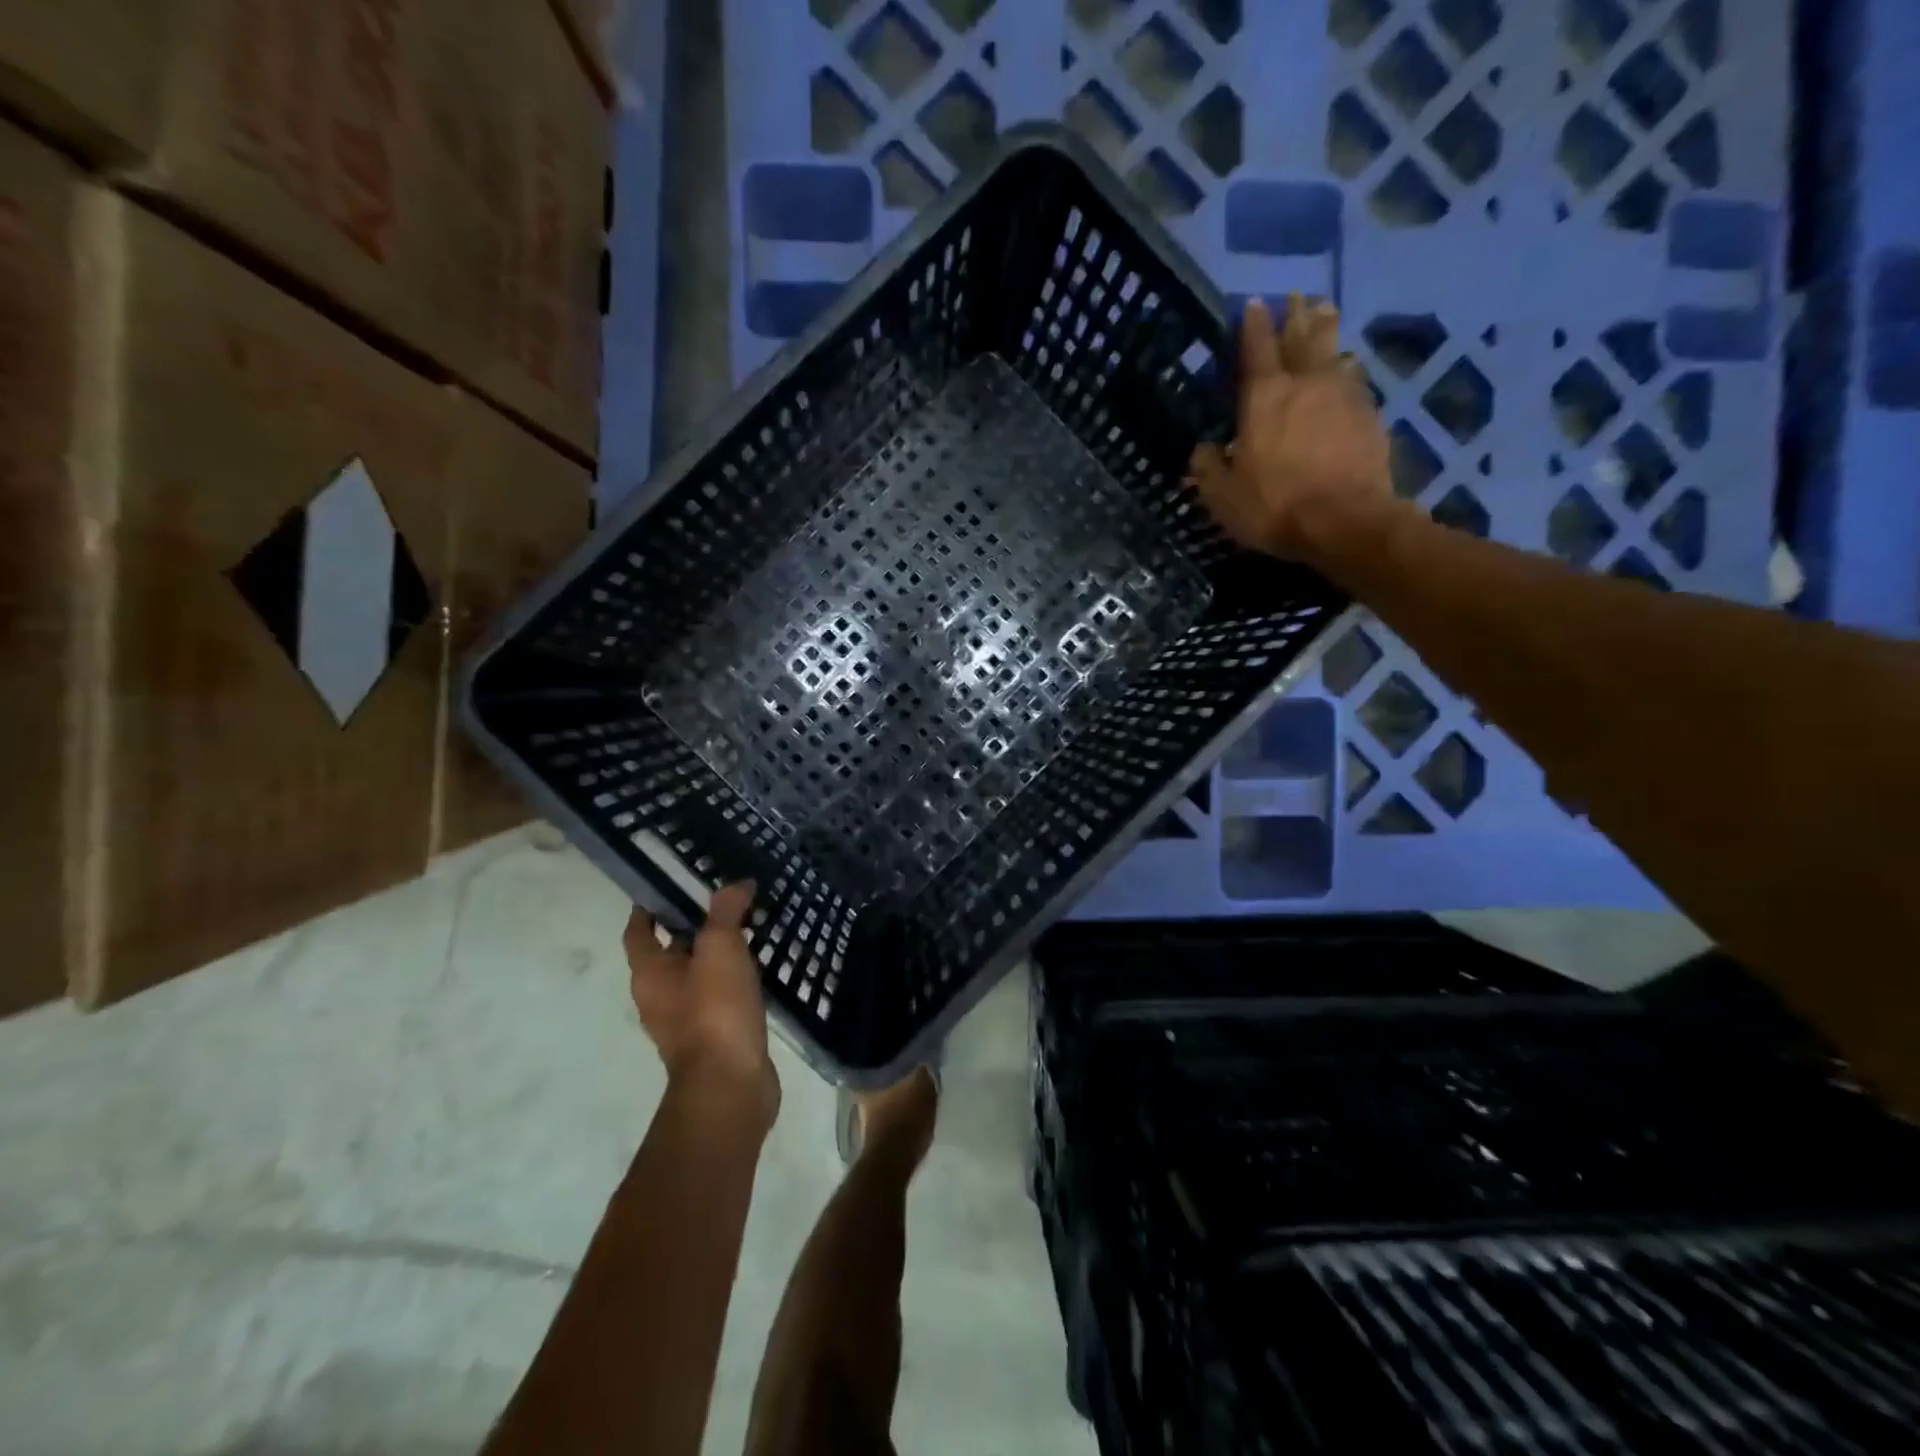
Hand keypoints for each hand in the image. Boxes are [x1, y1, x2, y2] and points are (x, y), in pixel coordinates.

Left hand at [626, 883, 778, 1122]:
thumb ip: (726, 912)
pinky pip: (719, 996)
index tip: (674, 882)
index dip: (650, 905)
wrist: (730, 1085)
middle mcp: (659, 996)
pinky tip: (759, 968)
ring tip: (748, 928)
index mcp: (649, 973)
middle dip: (694, 925)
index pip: (638, 930)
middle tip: (726, 900)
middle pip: (670, 951)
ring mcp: (686, 1020)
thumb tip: (736, 884)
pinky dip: (734, 979)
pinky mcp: (713, 1036)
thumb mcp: (720, 948)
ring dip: (717, 953)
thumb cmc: (714, 1010)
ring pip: (698, 974)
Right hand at [1188, 295, 1394, 560]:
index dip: (1253, 324)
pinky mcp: (1371, 416)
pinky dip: (1348, 371)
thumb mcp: (1223, 496)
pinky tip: (1348, 370)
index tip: (1253, 303)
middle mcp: (1306, 383)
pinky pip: (1356, 382)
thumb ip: (1208, 469)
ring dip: (1328, 334)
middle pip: (1304, 337)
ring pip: (1335, 352)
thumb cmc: (1274, 506)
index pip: (1257, 348)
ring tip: (1327, 317)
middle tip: (1299, 296)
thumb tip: (1202, 450)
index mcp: (1264, 397)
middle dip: (1298, 315)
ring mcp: (1344, 396)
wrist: (1345, 522)